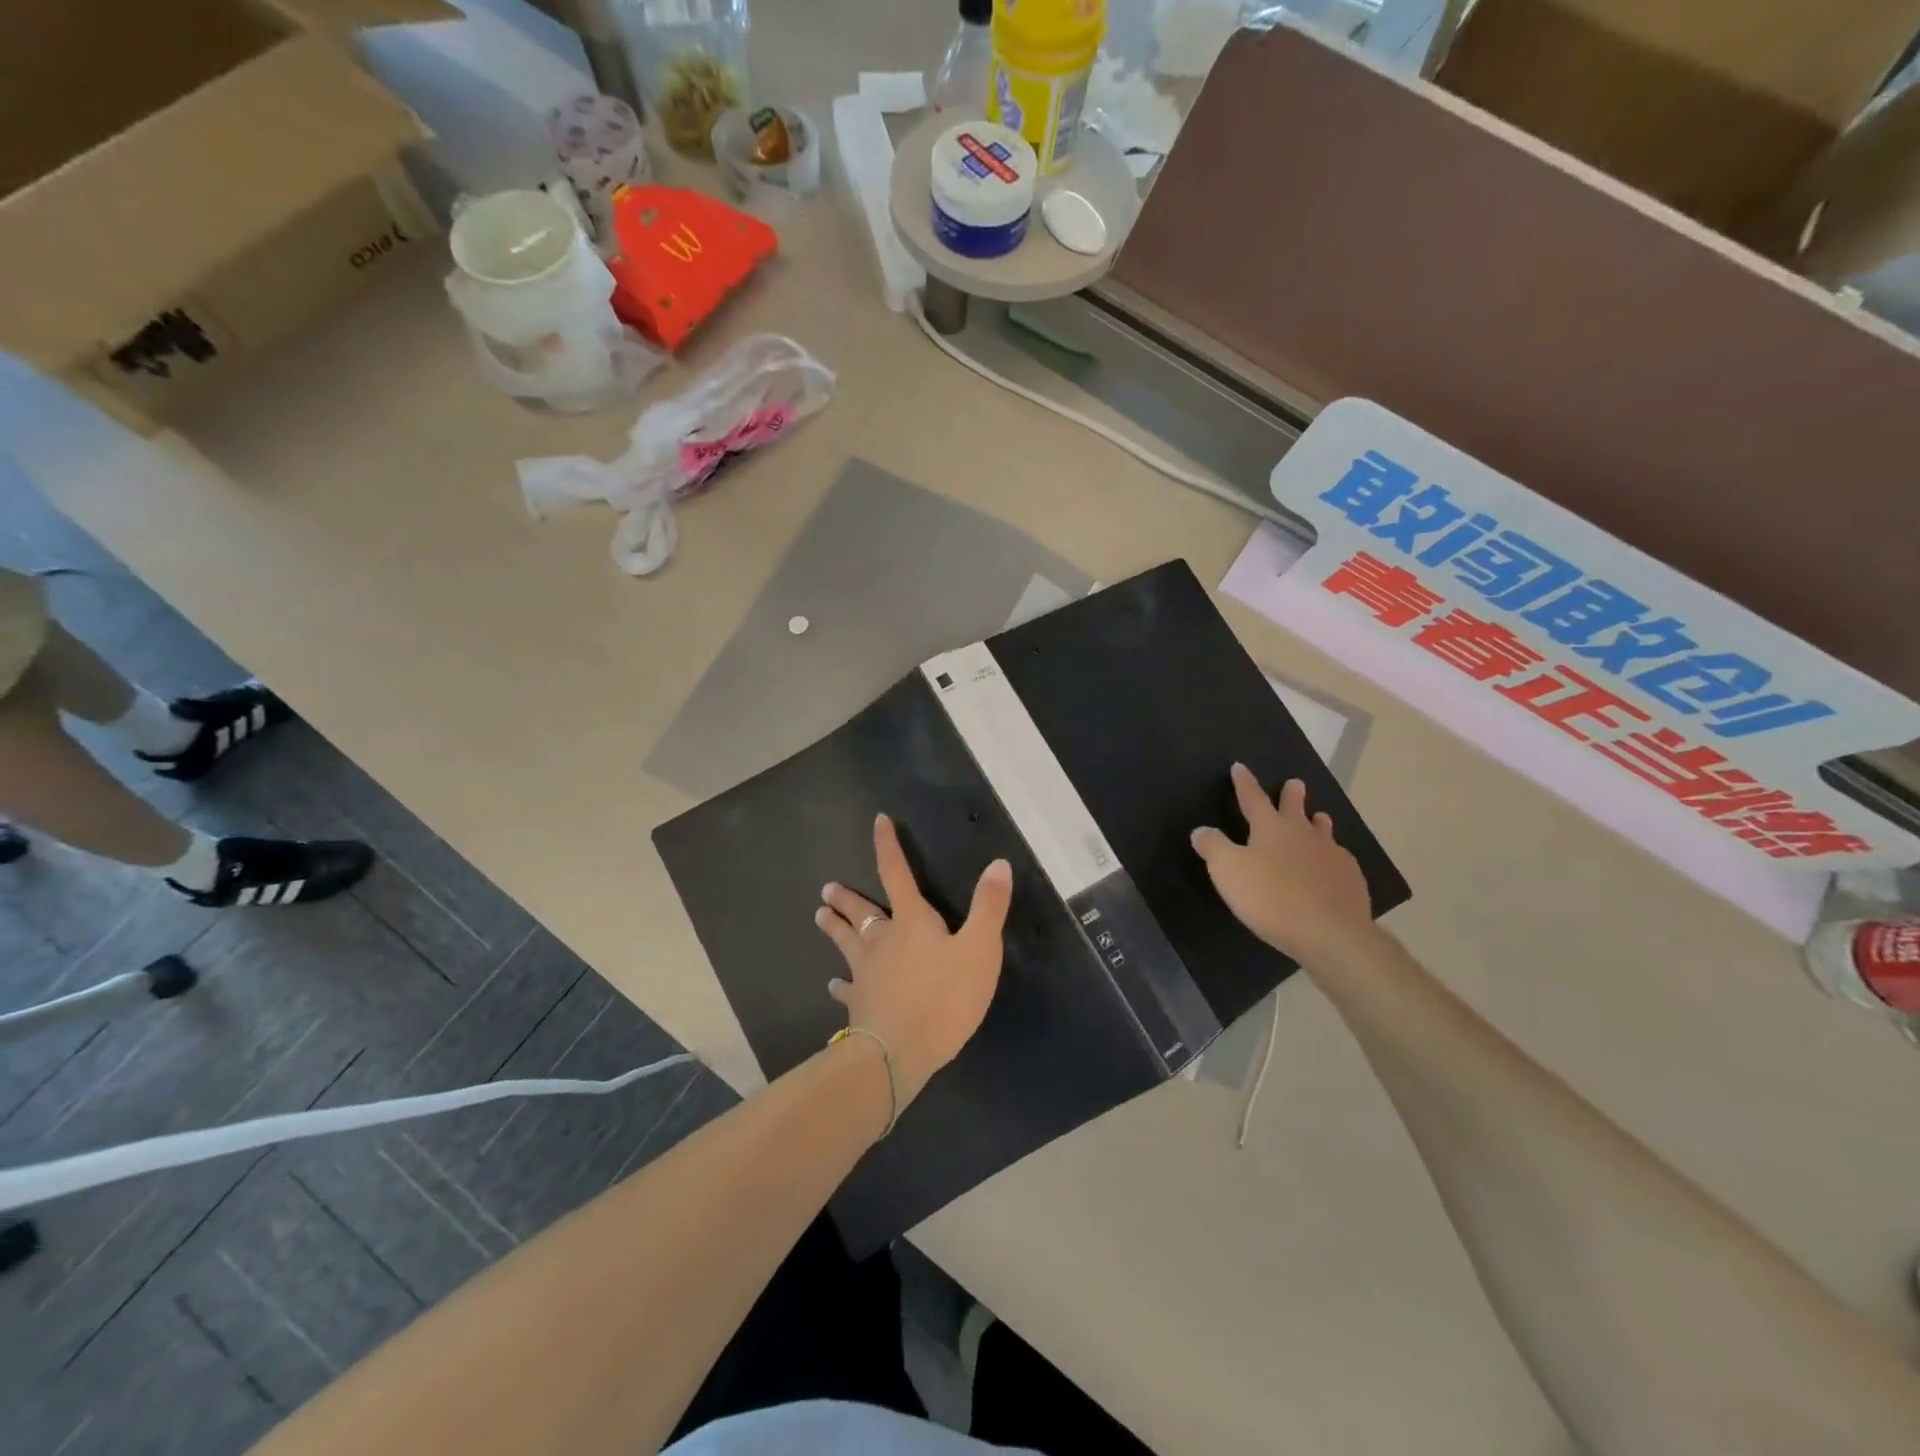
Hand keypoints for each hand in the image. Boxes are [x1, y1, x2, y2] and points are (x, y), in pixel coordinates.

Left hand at [815, 814, 1012, 1108]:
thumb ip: (989, 906)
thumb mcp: (980, 949)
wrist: (899, 1052)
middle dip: (847, 898)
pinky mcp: (860, 1005)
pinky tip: (832, 986)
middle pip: (862, 911)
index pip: (897, 873)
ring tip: (819, 916)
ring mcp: (866, 973)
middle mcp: (883, 940)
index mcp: (911, 921)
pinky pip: (846, 989)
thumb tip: (998, 862)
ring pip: (847, 943)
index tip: (878, 821)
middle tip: (826, 888)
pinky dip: (839, 985)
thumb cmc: (944, 997)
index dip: (888, 846)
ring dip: (834, 928)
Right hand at [1191, 765, 1375, 964]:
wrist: (1329, 932)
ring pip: (1323, 831)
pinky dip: (1332, 857)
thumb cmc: (1270, 897)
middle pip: (1295, 808)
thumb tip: (1201, 830)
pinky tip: (1332, 866)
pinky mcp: (1350, 879)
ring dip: (1318, 822)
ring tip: (1319, 818)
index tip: (1240, 767)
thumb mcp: (1227, 871)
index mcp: (1271, 828)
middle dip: (1292, 795)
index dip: (1244, 783)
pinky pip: (1339, 860)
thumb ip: (1212, 847)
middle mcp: (1303, 834)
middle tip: (1295, 783)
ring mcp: (1331, 855)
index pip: (1253, 798)